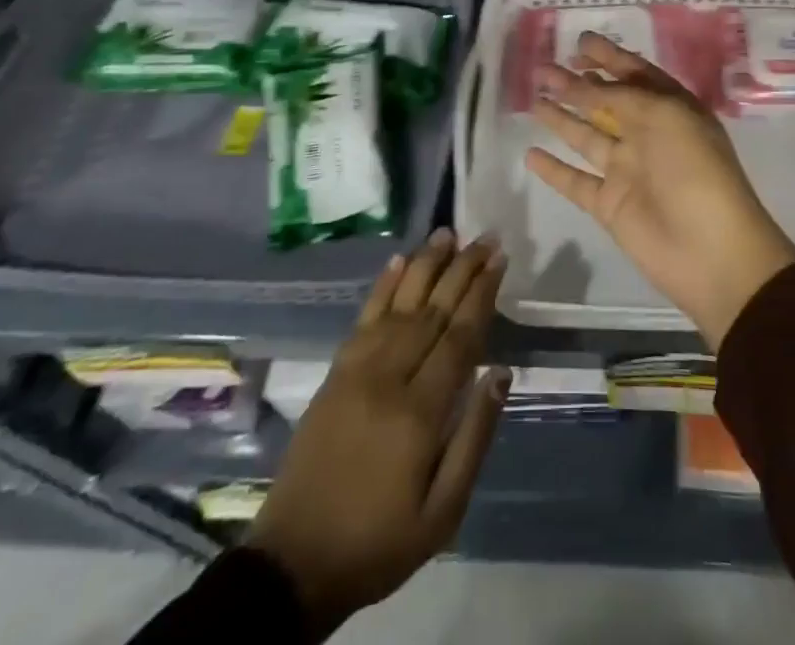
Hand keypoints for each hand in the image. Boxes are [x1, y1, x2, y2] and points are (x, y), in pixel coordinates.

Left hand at [252, 232, 508, 638]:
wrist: (293, 563)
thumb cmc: (379, 542)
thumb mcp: (443, 513)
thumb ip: (475, 438)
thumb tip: (500, 373)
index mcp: (419, 413)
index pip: (459, 337)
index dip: (482, 294)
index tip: (500, 259)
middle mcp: (388, 378)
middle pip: (433, 310)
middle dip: (462, 269)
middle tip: (486, 236)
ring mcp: (356, 370)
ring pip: (399, 304)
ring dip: (426, 265)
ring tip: (448, 232)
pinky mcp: (334, 373)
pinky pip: (363, 317)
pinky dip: (383, 285)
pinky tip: (399, 260)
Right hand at [526, 33, 794, 348]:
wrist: (711, 251)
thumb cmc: (695, 170)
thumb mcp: (663, 116)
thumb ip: (619, 97)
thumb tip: (583, 86)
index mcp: (671, 109)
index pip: (636, 74)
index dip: (609, 57)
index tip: (580, 43)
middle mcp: (649, 134)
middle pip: (606, 102)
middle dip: (577, 83)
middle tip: (544, 68)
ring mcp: (628, 170)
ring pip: (587, 136)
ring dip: (561, 117)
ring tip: (533, 98)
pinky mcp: (610, 204)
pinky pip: (576, 181)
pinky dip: (554, 169)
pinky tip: (530, 153)